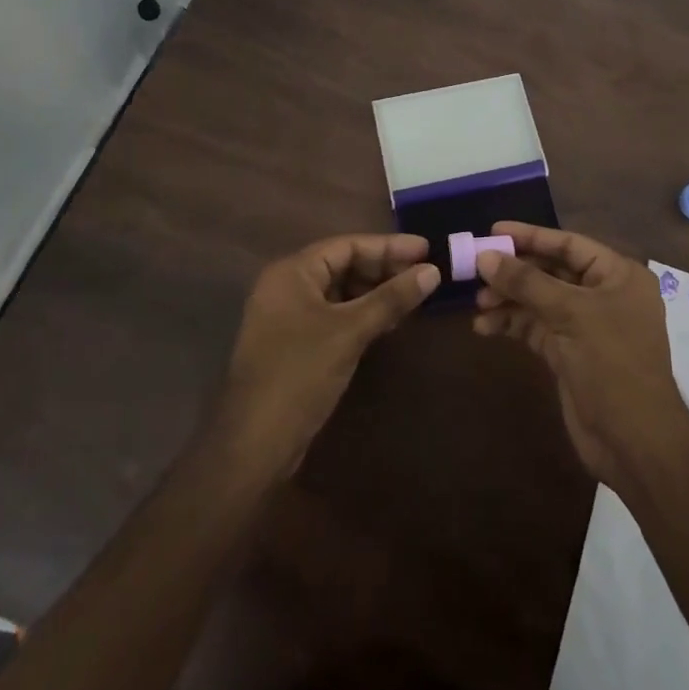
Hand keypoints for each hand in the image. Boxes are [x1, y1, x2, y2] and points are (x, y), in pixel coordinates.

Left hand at [219, 233, 438, 475]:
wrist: (254, 444)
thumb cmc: (300, 373)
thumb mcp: (351, 331)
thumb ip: (391, 298)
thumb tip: (433, 272)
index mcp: (292, 272)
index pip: (347, 245)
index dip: (389, 246)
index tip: (426, 250)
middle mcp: (286, 286)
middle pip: (343, 265)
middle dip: (384, 269)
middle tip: (424, 275)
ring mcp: (288, 316)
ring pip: (340, 292)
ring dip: (375, 293)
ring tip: (412, 298)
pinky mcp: (294, 343)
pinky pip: (334, 315)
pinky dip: (361, 314)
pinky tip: (388, 322)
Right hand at [473, 222, 688, 490]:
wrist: (634, 443)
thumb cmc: (612, 364)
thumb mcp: (570, 314)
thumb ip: (527, 282)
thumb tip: (485, 256)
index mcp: (618, 275)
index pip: (568, 244)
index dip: (530, 236)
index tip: (492, 231)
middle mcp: (603, 294)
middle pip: (551, 271)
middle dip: (514, 272)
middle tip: (475, 269)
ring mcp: (586, 325)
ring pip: (540, 300)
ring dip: (509, 299)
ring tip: (478, 303)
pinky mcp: (569, 353)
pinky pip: (536, 327)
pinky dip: (512, 324)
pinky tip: (485, 326)